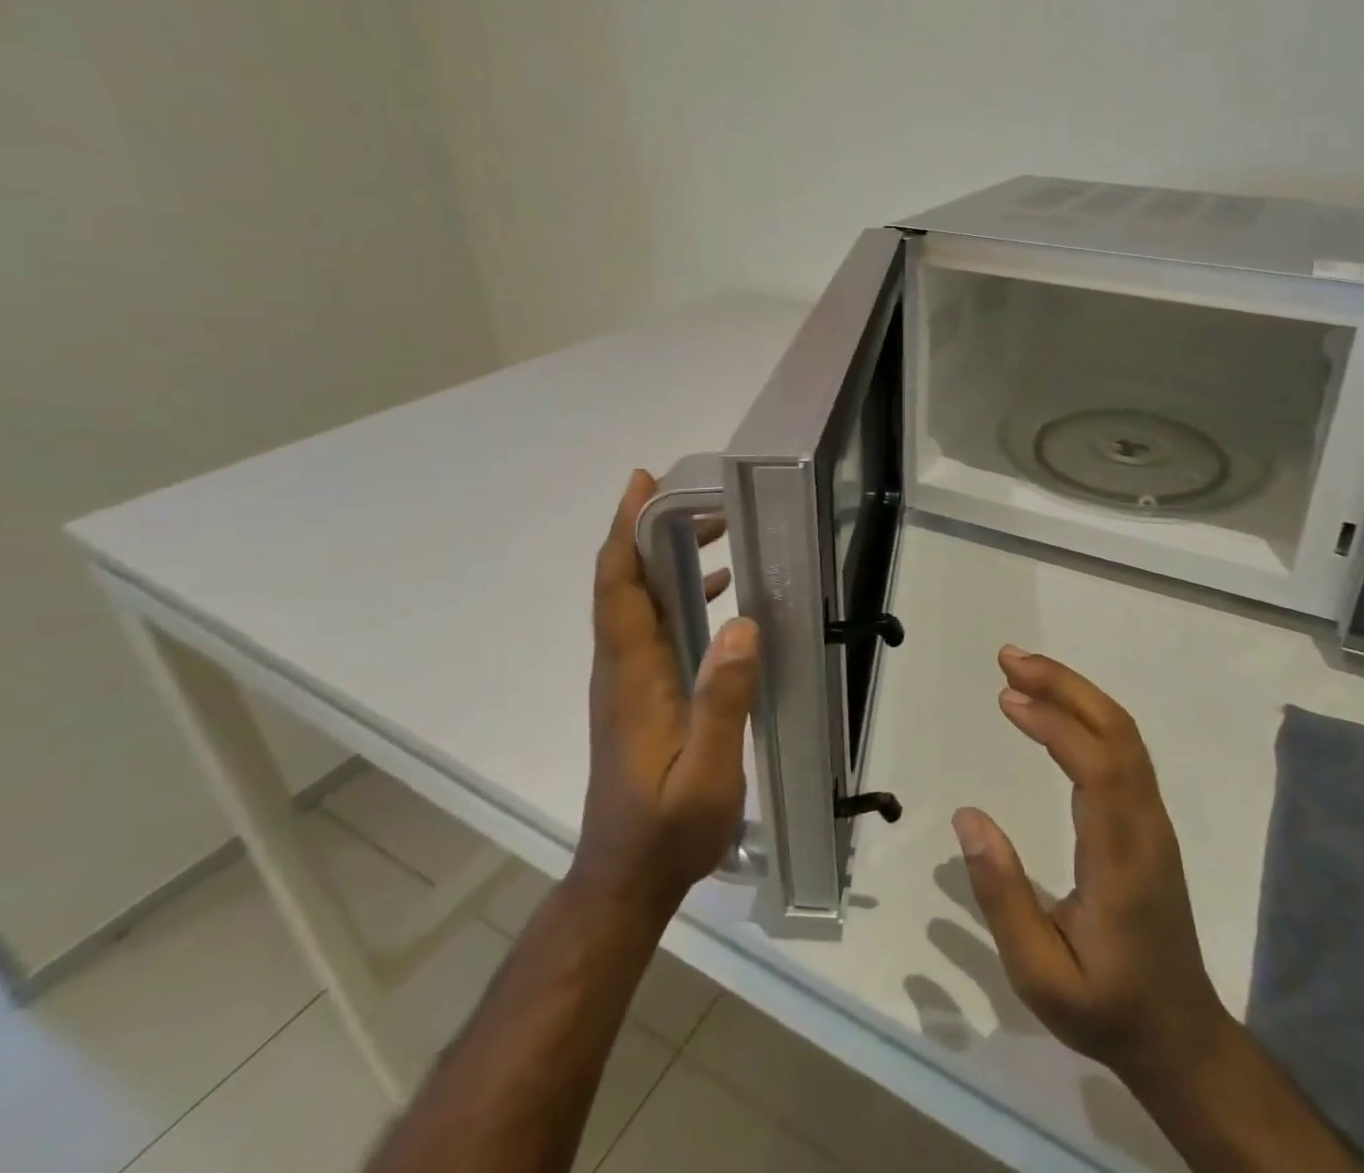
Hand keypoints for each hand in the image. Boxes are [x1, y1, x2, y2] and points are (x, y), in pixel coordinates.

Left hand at [571, 469, 759, 918]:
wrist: (625, 881)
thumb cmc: (666, 830)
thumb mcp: (705, 773)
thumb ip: (722, 700)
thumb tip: (744, 623)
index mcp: (632, 675)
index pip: (619, 586)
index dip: (626, 530)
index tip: (643, 484)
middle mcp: (621, 668)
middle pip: (625, 582)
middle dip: (652, 530)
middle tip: (699, 495)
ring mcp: (627, 682)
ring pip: (640, 602)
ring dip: (667, 558)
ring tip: (715, 527)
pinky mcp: (639, 695)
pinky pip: (654, 626)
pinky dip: (679, 594)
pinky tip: (718, 592)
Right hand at [952, 648, 1230, 1082]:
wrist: (1179, 1035)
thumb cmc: (1106, 1008)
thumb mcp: (1040, 976)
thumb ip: (1003, 897)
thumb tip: (968, 817)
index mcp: (1122, 859)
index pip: (1097, 767)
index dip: (1054, 723)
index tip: (1008, 697)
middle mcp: (1146, 824)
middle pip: (1117, 731)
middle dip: (1064, 684)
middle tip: (1009, 657)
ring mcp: (1153, 818)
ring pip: (1124, 733)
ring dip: (1075, 692)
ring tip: (1022, 670)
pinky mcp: (1148, 819)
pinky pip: (1123, 748)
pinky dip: (1087, 714)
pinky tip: (1054, 707)